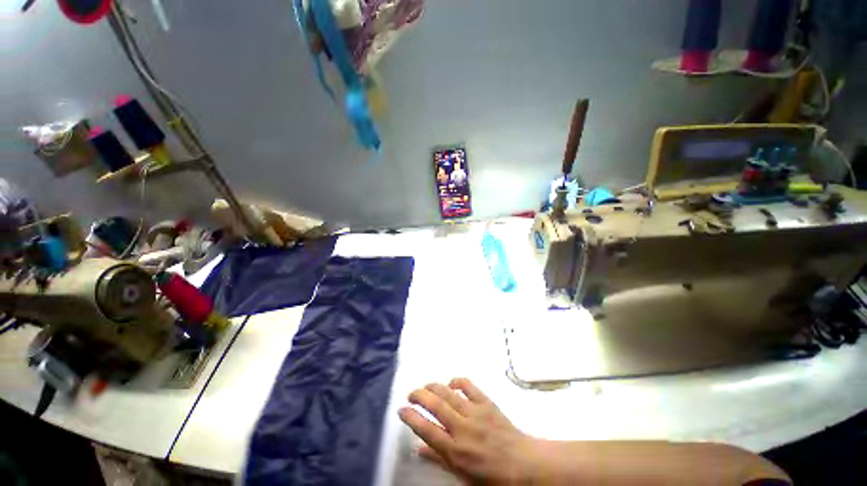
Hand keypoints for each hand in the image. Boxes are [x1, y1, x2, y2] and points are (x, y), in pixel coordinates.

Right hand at [398, 378, 540, 483]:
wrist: (523, 464)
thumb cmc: (491, 476)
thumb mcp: (462, 476)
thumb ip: (439, 459)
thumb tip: (418, 448)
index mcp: (456, 451)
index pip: (427, 430)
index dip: (411, 417)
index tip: (400, 409)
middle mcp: (463, 429)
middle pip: (435, 406)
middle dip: (419, 396)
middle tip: (410, 393)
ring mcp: (475, 412)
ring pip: (448, 393)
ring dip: (433, 386)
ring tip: (425, 386)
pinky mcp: (486, 402)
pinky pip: (468, 386)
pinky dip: (457, 381)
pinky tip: (451, 382)